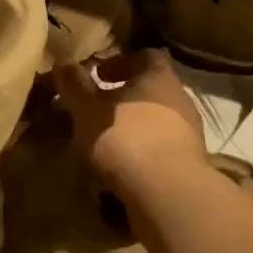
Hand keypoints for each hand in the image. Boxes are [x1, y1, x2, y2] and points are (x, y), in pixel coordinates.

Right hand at [54, 49, 207, 196]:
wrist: (170, 196)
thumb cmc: (126, 138)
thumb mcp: (88, 108)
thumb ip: (74, 84)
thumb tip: (62, 60)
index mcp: (159, 76)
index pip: (145, 56)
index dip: (119, 63)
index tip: (97, 76)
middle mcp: (179, 100)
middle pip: (149, 91)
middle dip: (122, 101)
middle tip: (96, 112)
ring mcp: (188, 136)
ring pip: (154, 125)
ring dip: (131, 133)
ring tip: (103, 148)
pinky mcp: (189, 169)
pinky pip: (160, 156)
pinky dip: (141, 160)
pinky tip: (120, 175)